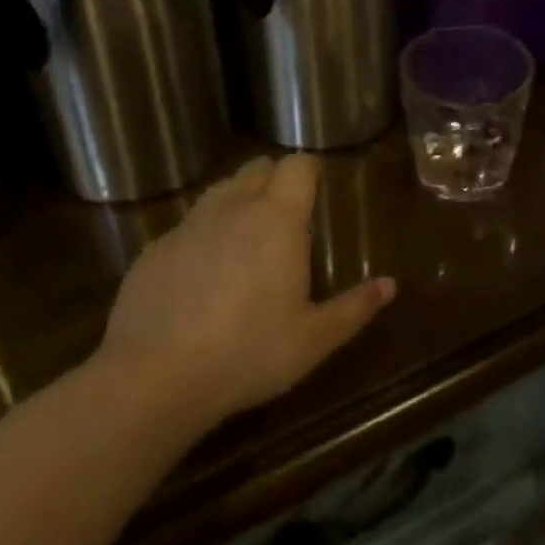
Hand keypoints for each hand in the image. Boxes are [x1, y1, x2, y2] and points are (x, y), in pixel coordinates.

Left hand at [97, 154, 394, 421]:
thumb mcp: (313, 340)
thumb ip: (355, 308)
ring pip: (219, 192)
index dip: (309, 170)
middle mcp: (233, 208)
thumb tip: (391, 285)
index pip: (297, 165)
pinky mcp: (154, 250)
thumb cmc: (248, 353)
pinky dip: (202, 237)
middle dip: (274, 180)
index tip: (317, 188)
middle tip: (286, 216)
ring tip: (245, 241)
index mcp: (277, 219)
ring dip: (237, 202)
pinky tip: (201, 278)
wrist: (154, 378)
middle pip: (257, 168)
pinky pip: (186, 227)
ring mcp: (188, 226)